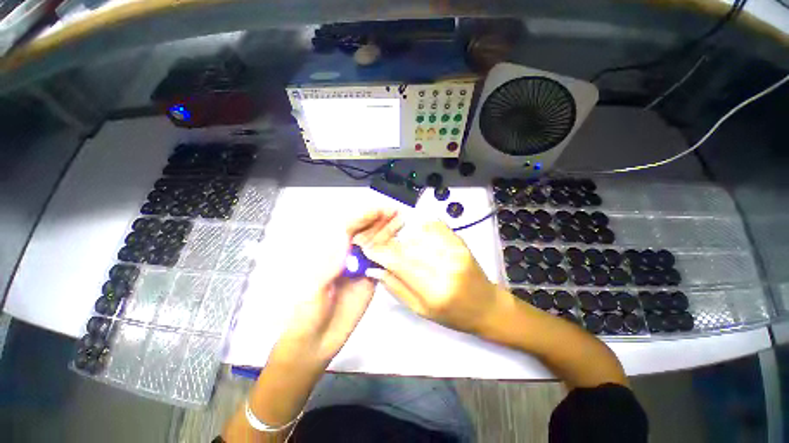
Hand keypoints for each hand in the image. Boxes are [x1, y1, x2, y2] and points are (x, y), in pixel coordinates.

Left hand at [273, 210, 399, 366]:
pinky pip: (381, 262)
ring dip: (387, 232)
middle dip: (379, 221)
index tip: (381, 210)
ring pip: (375, 245)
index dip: (365, 217)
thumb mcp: (313, 287)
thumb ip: (330, 262)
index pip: (349, 228)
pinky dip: (390, 251)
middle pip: (364, 233)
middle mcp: (347, 256)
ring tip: (400, 221)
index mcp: (330, 253)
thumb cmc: (306, 314)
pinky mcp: (370, 280)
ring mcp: (360, 267)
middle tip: (395, 212)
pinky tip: (399, 243)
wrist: (315, 342)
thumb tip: (343, 235)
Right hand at [359, 216, 502, 334]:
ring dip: (404, 238)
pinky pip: (435, 226)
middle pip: (407, 246)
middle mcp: (445, 267)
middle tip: (382, 247)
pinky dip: (422, 228)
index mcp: (434, 290)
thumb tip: (375, 269)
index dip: (380, 254)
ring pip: (418, 234)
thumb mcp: (421, 310)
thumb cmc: (453, 315)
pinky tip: (418, 235)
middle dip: (389, 244)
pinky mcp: (461, 242)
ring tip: (401, 245)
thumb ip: (397, 288)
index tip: (368, 249)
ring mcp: (455, 251)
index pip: (399, 264)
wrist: (486, 306)